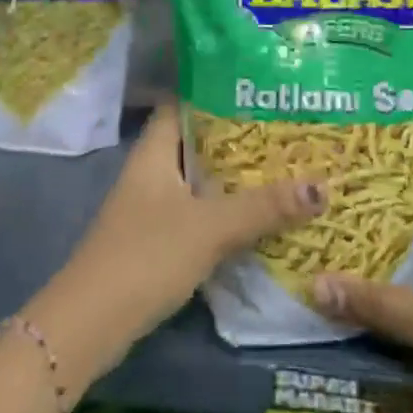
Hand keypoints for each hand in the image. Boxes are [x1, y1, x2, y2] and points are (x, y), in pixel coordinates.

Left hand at [24, 105, 325, 399]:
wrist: (91, 324)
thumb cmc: (147, 256)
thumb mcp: (210, 227)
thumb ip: (263, 207)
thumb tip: (322, 186)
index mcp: (154, 153)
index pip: (180, 104)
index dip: (213, 92)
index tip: (257, 89)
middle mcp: (150, 173)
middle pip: (194, 143)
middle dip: (235, 138)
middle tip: (283, 130)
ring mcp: (149, 209)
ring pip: (196, 181)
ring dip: (231, 177)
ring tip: (281, 168)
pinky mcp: (154, 242)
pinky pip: (195, 213)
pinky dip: (222, 211)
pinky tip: (255, 217)